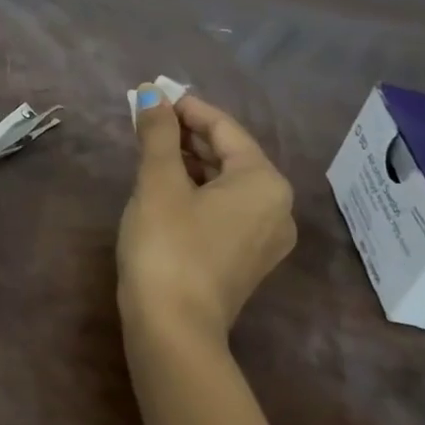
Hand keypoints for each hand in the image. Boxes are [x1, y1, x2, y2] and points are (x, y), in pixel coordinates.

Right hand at [119, 86, 295, 338]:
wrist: (173, 331)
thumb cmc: (168, 245)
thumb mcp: (158, 181)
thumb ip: (158, 133)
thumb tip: (151, 93)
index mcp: (263, 182)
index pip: (224, 128)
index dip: (186, 108)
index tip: (152, 95)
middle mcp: (277, 206)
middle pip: (229, 154)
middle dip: (187, 134)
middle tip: (147, 119)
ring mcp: (265, 237)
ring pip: (226, 182)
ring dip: (190, 161)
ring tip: (151, 147)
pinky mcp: (247, 259)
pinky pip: (225, 207)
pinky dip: (198, 189)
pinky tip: (166, 184)